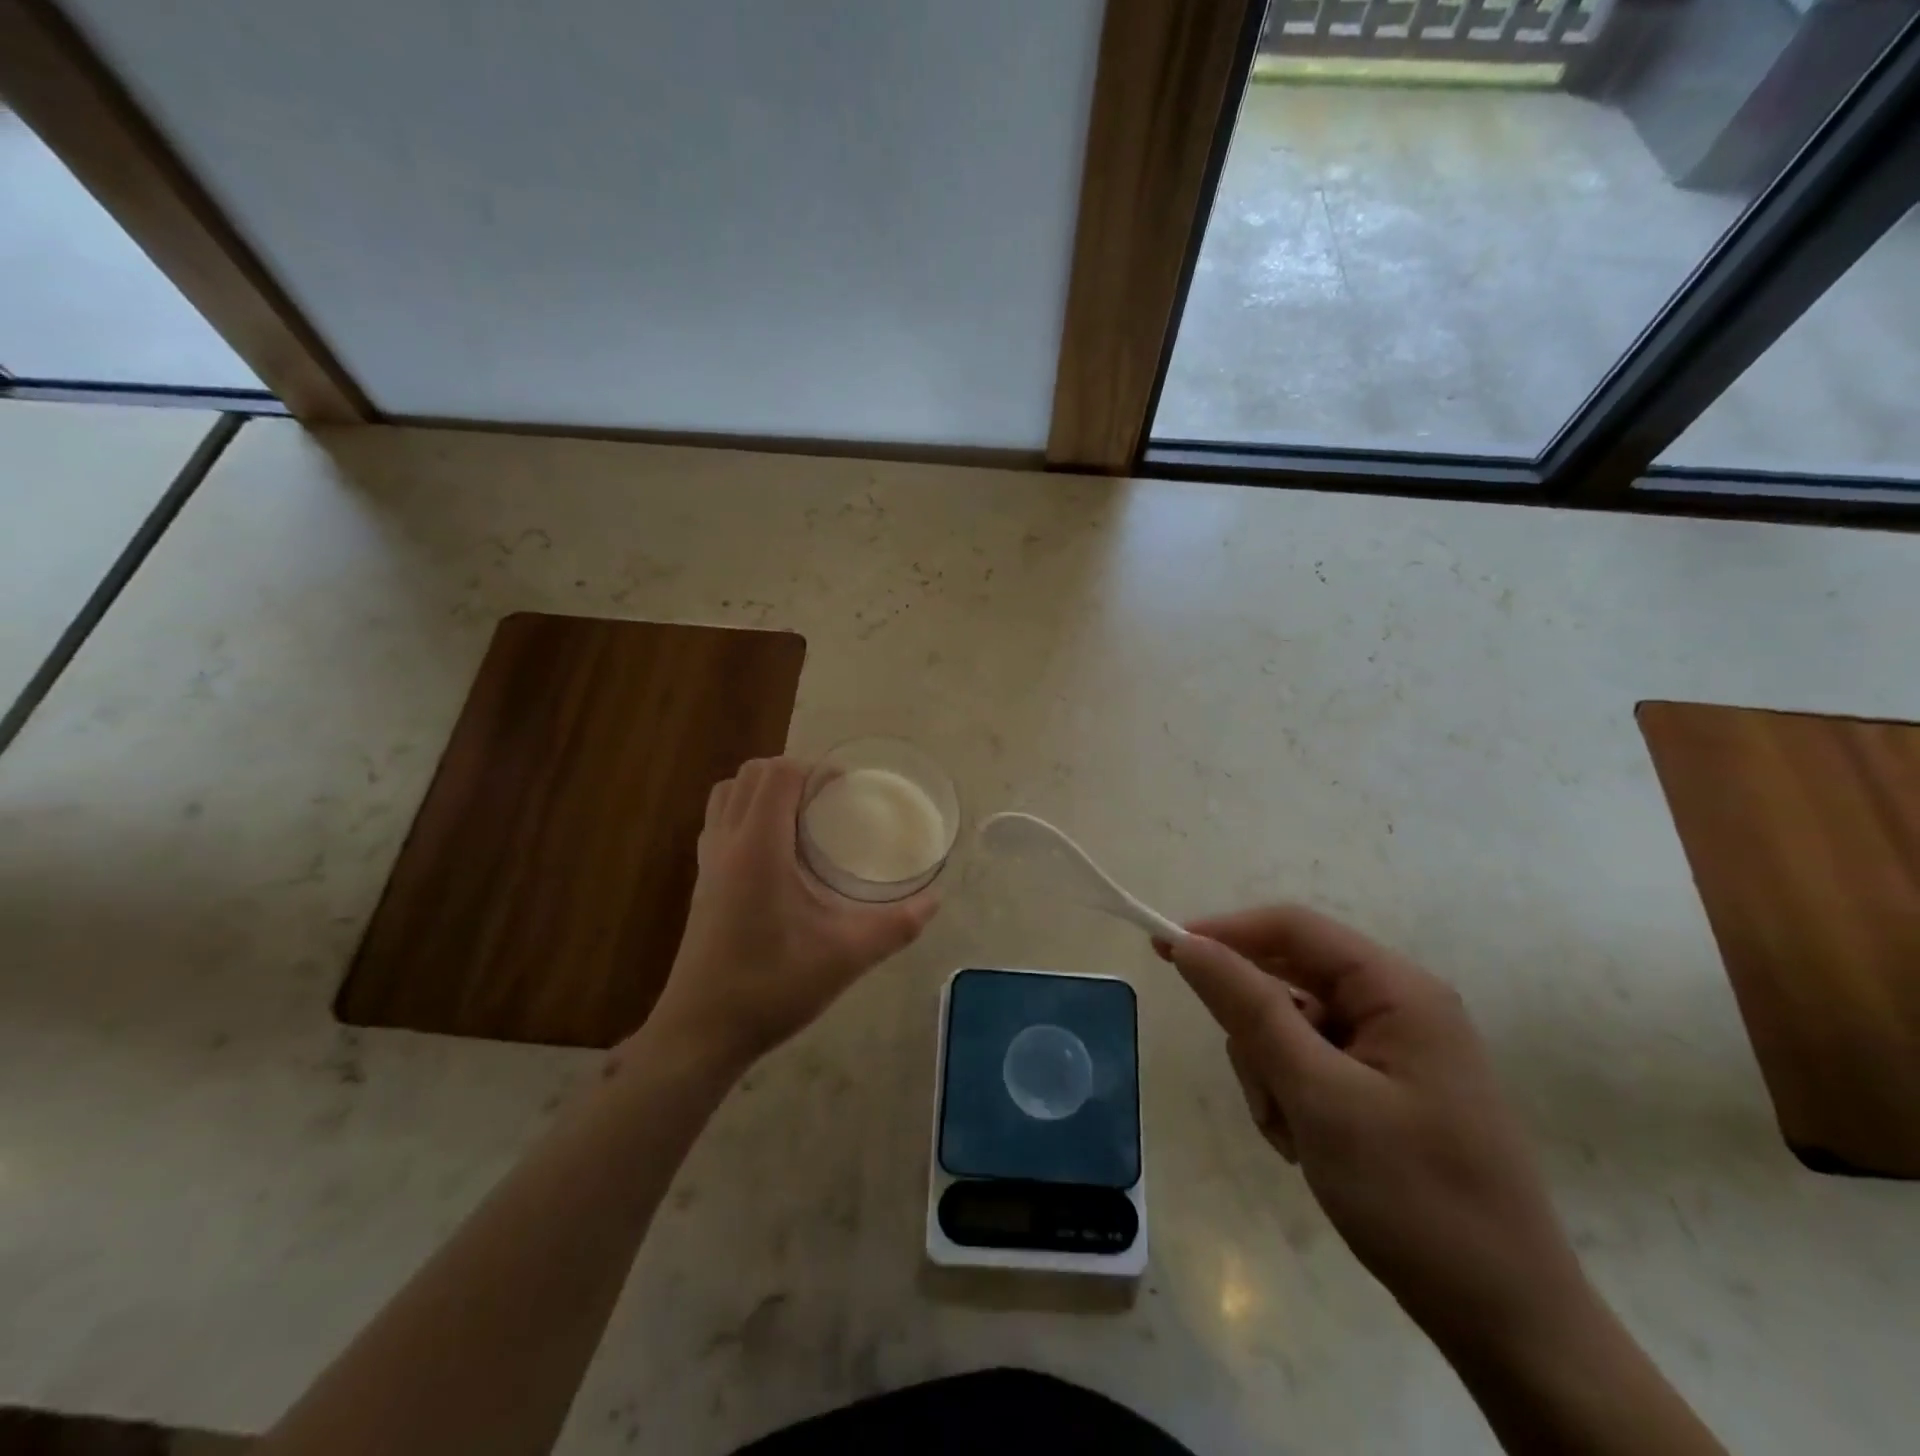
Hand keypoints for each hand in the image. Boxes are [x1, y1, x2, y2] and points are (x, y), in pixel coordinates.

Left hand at [646, 757, 938, 1070]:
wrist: (701, 1033)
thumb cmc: (772, 987)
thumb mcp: (845, 957)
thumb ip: (895, 926)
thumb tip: (935, 901)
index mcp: (758, 847)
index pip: (778, 774)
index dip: (814, 768)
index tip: (845, 788)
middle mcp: (727, 843)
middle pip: (750, 775)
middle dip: (791, 772)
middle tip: (827, 800)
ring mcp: (707, 862)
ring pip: (727, 795)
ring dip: (762, 790)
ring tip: (800, 817)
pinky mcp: (700, 883)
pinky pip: (718, 822)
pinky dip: (745, 814)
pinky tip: (776, 853)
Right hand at [1164, 906, 1591, 1361]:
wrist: (1509, 1324)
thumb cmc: (1416, 1198)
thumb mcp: (1318, 1097)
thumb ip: (1249, 1010)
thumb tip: (1188, 944)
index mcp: (1397, 990)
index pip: (1292, 928)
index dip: (1224, 932)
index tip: (1164, 953)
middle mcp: (1397, 1006)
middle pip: (1288, 981)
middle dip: (1258, 1033)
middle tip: (1265, 1092)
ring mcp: (1393, 1049)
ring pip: (1290, 1027)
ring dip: (1272, 1074)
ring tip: (1294, 1136)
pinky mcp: (1385, 1087)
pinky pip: (1310, 1065)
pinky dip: (1291, 1097)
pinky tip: (1307, 1146)